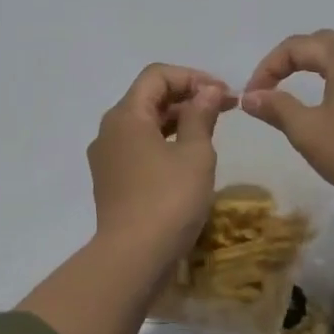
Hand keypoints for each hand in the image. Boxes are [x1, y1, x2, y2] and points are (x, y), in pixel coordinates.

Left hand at [88, 63, 234, 268]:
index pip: (157, 76)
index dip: (193, 77)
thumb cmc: (169, 199)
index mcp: (126, 115)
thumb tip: (207, 91)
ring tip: (212, 131)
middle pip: (149, 98)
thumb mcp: (195, 154)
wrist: (133, 258)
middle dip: (188, 97)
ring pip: (145, 124)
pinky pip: (140, 148)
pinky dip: (165, 142)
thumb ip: (201, 116)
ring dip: (178, 120)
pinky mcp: (112, 182)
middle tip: (225, 109)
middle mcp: (109, 130)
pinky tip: (189, 157)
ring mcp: (107, 158)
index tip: (223, 94)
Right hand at [241, 29, 333, 210]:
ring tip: (297, 90)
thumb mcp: (307, 130)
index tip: (251, 96)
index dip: (267, 69)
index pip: (295, 47)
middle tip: (269, 91)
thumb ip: (276, 107)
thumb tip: (248, 96)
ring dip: (317, 68)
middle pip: (321, 44)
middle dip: (290, 64)